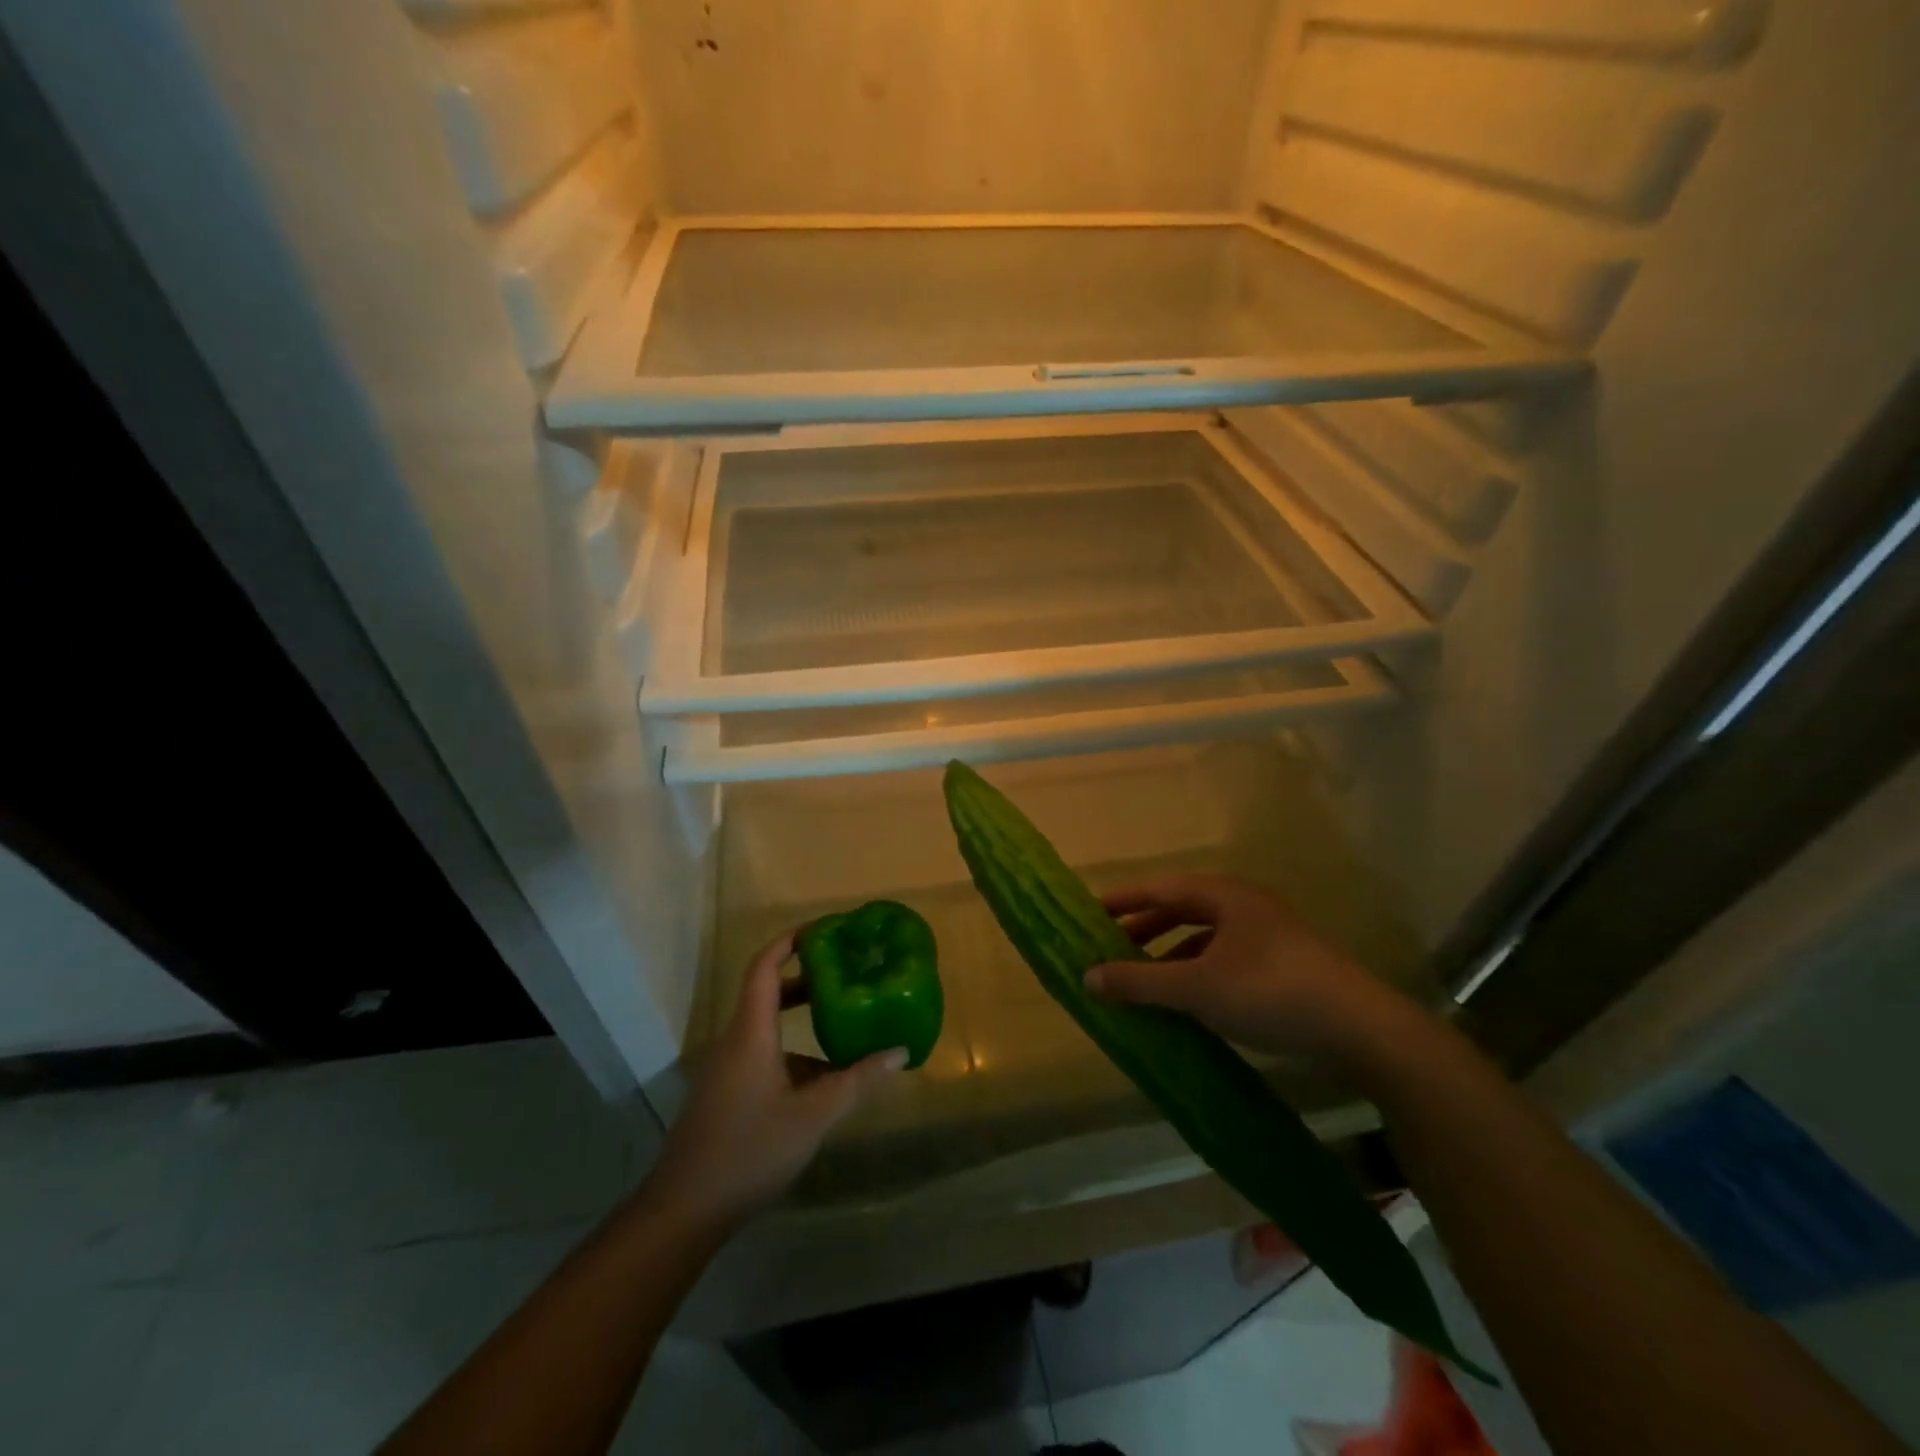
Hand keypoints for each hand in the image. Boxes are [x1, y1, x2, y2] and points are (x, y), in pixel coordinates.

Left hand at [643, 930, 905, 1228]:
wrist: (684, 1210)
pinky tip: (822, 1080)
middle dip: (806, 978)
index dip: (789, 941)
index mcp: (751, 1032)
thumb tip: (901, 1052)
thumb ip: (857, 1081)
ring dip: (801, 1019)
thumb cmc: (750, 1150)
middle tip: (845, 972)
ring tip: (844, 1022)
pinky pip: (762, 1054)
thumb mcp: (813, 1116)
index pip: (764, 967)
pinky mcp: (726, 1094)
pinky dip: (793, 1052)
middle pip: (768, 993)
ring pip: (767, 1028)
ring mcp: (727, 1069)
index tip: (823, 930)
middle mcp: (735, 1041)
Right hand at [1086, 874, 1407, 1065]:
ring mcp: (1267, 934)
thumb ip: (1139, 982)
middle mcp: (1243, 905)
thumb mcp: (1196, 987)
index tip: (1088, 914)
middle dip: (1143, 929)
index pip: (1158, 889)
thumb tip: (1087, 976)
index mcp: (1222, 894)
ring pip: (1203, 936)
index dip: (1121, 901)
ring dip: (1169, 953)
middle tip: (1109, 948)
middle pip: (1180, 909)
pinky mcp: (1282, 964)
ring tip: (1141, 977)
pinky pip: (1223, 958)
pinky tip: (1186, 998)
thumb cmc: (1269, 991)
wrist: (1360, 1027)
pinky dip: (1196, 972)